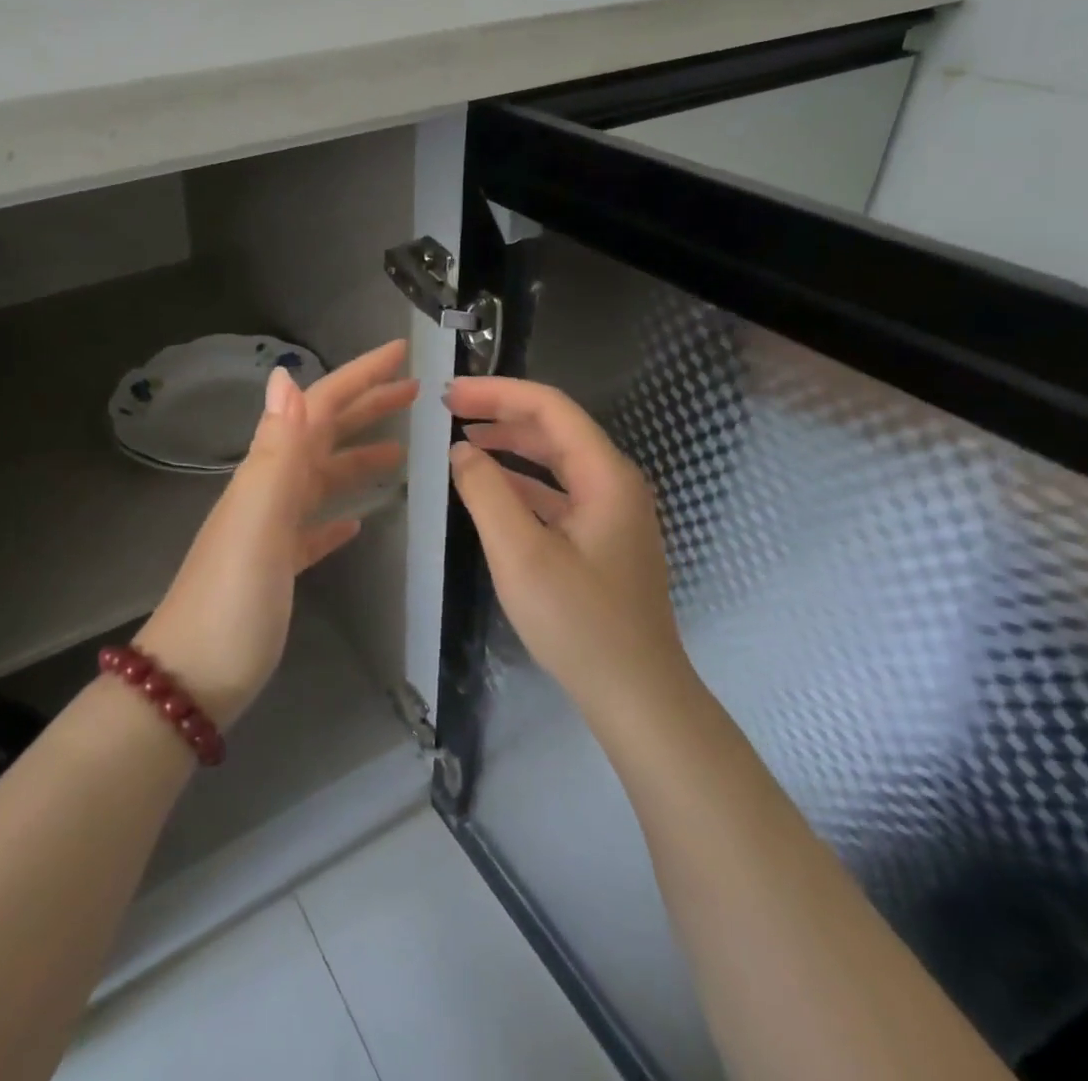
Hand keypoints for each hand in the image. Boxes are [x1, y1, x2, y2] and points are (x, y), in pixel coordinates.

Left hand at [136, 341, 415, 727]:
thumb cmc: (232, 601)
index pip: (318, 408)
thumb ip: (277, 452)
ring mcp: (271, 530)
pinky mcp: (276, 567)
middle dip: (366, 408)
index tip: (402, 354)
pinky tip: (356, 522)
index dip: (359, 377)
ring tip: (400, 455)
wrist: (190, 681)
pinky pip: (311, 528)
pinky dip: (335, 515)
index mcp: (268, 474)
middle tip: (415, 394)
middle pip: (323, 435)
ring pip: (320, 479)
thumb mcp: (258, 522)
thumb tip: (287, 378)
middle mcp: (268, 491)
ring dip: (357, 459)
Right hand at [445, 377, 685, 731]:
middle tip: (450, 410)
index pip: (550, 408)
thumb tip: (461, 450)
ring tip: (464, 440)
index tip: (450, 394)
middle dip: (501, 413)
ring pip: (557, 460)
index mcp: (606, 475)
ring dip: (511, 445)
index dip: (497, 392)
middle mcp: (615, 483)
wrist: (637, 695)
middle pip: (555, 428)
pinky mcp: (603, 539)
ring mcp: (612, 512)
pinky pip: (559, 493)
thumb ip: (486, 493)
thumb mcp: (520, 554)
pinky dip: (523, 482)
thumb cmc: (579, 622)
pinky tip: (493, 488)